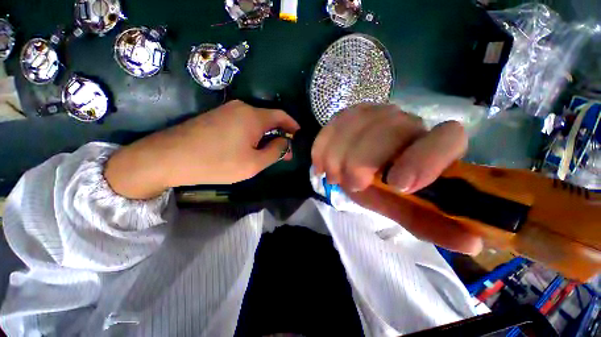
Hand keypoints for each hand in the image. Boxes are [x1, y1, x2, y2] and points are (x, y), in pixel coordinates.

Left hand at [105, 100, 299, 198]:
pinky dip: (251, 135)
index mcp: (253, 117)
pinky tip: (249, 147)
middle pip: (268, 120)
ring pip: (255, 123)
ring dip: (264, 136)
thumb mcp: (253, 163)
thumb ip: (274, 151)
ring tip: (266, 153)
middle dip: (279, 135)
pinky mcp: (215, 117)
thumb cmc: (217, 162)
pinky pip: (242, 124)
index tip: (298, 135)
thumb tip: (284, 142)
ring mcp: (226, 111)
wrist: (168, 158)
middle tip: (282, 153)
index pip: (281, 116)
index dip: (292, 125)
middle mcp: (241, 108)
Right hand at [311, 104, 481, 254]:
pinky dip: (322, 150)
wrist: (357, 163)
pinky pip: (330, 128)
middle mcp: (405, 121)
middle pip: (384, 132)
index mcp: (431, 144)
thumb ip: (429, 222)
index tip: (397, 185)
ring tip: (335, 176)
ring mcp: (373, 111)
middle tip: (350, 185)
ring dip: (337, 159)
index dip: (423, 161)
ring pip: (351, 128)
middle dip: (360, 163)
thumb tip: (471, 243)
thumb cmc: (383, 187)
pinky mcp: (347, 112)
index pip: (446, 139)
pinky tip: (321, 164)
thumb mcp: (404, 207)